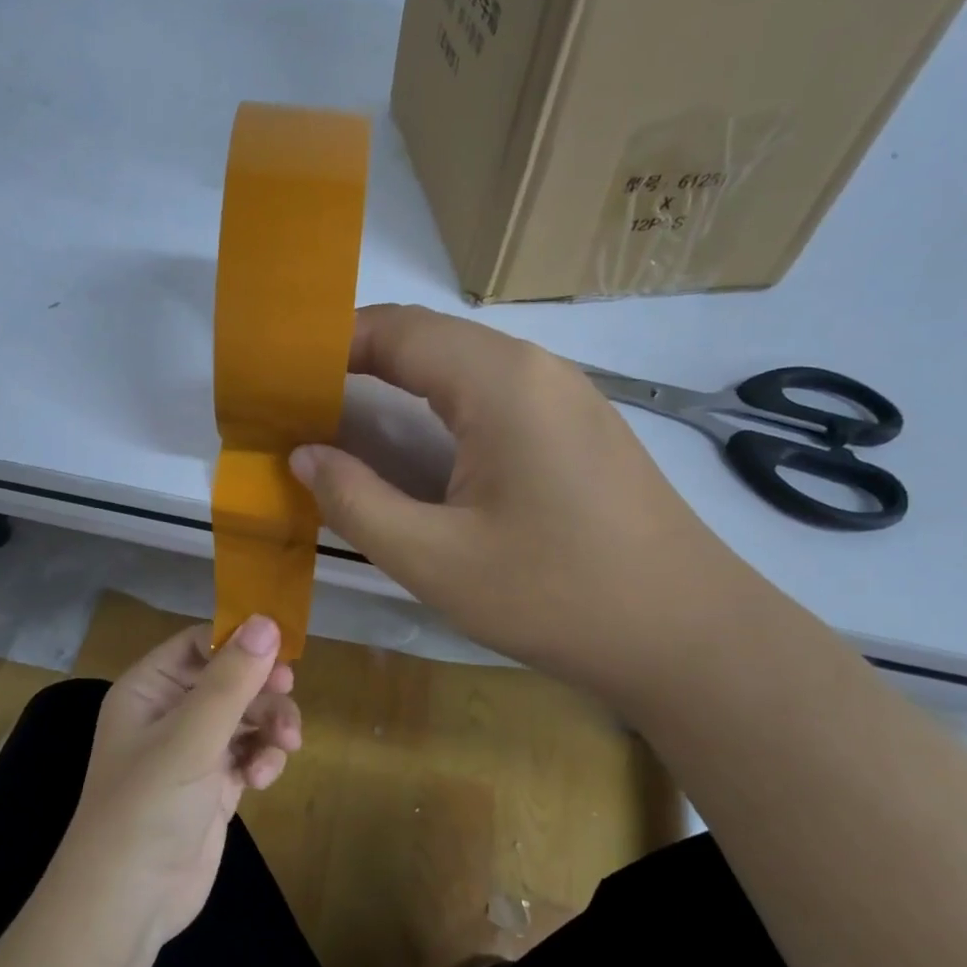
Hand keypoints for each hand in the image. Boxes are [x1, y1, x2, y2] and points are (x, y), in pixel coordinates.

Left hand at [57, 617, 301, 949]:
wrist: (129, 903)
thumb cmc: (148, 807)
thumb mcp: (191, 737)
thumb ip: (231, 680)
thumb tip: (267, 622)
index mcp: (149, 689)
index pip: (199, 644)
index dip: (239, 642)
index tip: (282, 649)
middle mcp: (169, 714)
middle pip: (230, 679)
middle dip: (262, 689)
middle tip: (287, 692)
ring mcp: (193, 751)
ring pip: (246, 716)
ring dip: (270, 725)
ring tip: (285, 746)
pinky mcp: (214, 785)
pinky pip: (249, 752)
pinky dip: (262, 759)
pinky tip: (261, 779)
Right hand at [290, 304, 742, 711]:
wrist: (686, 636)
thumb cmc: (554, 595)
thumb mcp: (434, 558)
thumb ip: (356, 500)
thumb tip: (305, 455)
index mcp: (499, 382)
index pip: (396, 330)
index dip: (330, 344)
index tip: (280, 378)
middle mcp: (537, 369)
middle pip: (430, 341)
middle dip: (358, 365)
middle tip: (301, 408)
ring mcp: (567, 396)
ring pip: (464, 369)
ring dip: (401, 389)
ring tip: (346, 429)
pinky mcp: (580, 430)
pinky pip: (495, 399)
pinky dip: (442, 413)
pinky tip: (420, 456)